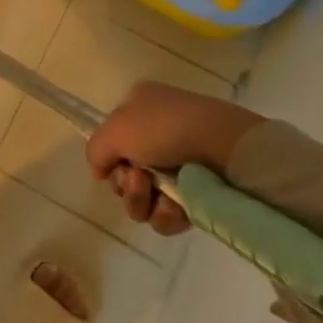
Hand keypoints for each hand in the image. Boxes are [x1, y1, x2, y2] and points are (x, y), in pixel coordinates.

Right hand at [85, 80, 260, 235]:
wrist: (226, 148)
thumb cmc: (165, 128)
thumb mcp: (115, 130)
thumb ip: (95, 150)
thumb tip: (100, 172)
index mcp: (141, 108)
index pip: (113, 141)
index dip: (110, 158)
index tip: (113, 166)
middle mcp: (159, 134)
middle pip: (125, 174)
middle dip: (126, 185)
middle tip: (138, 180)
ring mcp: (181, 165)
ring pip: (144, 198)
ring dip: (142, 202)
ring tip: (158, 194)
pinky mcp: (200, 193)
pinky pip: (169, 214)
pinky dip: (167, 215)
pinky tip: (176, 207)